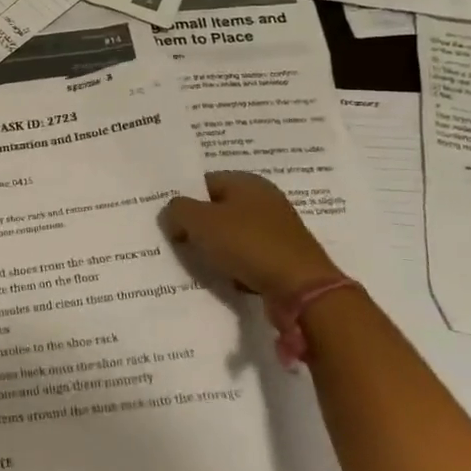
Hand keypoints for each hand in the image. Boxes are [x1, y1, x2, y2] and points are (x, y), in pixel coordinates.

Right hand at [161, 172, 343, 304]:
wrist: (301, 288)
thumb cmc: (248, 244)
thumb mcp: (200, 222)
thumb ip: (177, 211)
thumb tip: (172, 213)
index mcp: (247, 181)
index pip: (203, 182)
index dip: (184, 200)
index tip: (169, 222)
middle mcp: (265, 199)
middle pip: (218, 208)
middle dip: (198, 226)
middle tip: (179, 242)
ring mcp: (277, 228)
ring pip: (233, 234)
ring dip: (216, 248)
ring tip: (200, 262)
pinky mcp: (284, 255)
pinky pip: (249, 255)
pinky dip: (236, 265)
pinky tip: (226, 277)